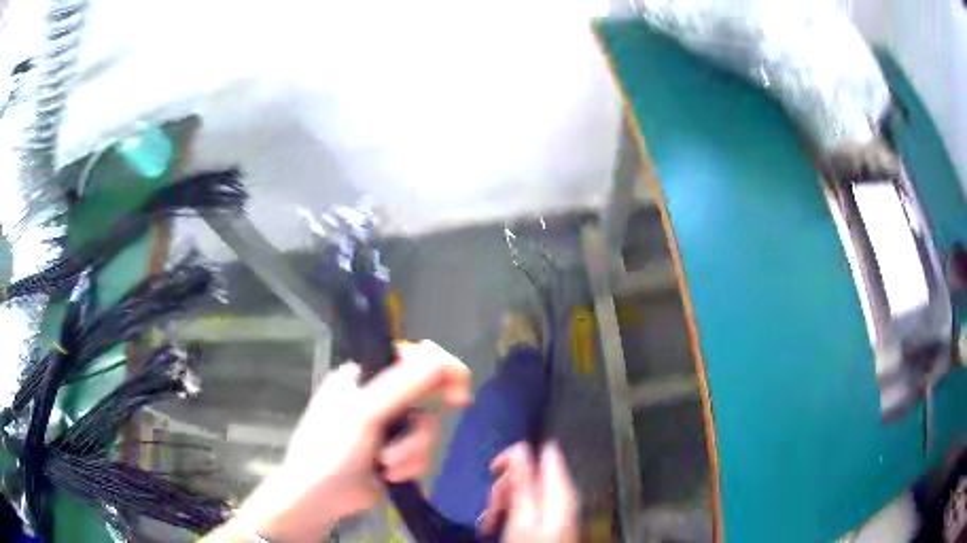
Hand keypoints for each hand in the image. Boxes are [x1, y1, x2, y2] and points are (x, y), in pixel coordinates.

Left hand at [220, 340, 470, 541]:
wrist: (320, 498)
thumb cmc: (332, 448)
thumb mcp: (364, 413)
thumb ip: (402, 385)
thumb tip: (438, 356)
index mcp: (363, 378)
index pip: (407, 359)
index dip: (437, 365)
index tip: (459, 379)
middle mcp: (378, 399)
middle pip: (424, 395)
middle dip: (429, 412)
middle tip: (460, 402)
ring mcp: (388, 428)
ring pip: (426, 429)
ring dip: (413, 450)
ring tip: (389, 465)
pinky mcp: (396, 454)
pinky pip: (421, 453)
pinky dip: (410, 465)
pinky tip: (390, 475)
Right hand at [479, 442, 578, 542]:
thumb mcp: (522, 516)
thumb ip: (523, 482)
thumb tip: (520, 448)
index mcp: (560, 489)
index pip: (545, 451)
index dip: (518, 455)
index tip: (494, 470)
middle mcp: (561, 494)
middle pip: (531, 473)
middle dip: (506, 487)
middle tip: (492, 507)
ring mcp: (555, 508)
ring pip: (525, 490)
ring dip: (503, 503)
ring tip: (490, 522)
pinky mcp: (547, 520)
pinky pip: (527, 506)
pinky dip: (509, 513)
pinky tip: (496, 526)